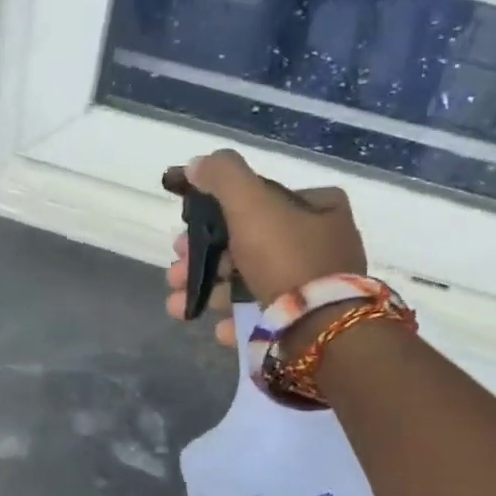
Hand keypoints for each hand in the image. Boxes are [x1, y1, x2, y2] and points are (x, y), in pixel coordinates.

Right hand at [163, 150, 367, 345]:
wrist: (320, 331)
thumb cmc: (286, 258)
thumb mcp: (251, 203)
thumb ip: (222, 176)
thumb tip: (196, 165)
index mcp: (318, 208)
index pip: (258, 202)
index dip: (214, 216)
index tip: (183, 236)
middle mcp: (321, 244)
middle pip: (247, 245)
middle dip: (202, 261)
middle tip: (174, 274)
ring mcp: (314, 287)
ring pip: (248, 284)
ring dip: (209, 293)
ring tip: (178, 307)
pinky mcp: (306, 324)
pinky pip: (263, 316)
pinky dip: (236, 320)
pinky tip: (219, 327)